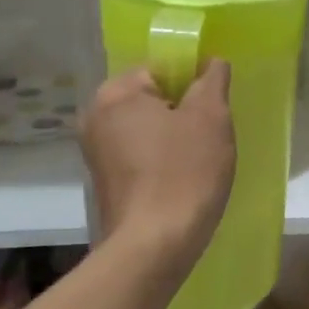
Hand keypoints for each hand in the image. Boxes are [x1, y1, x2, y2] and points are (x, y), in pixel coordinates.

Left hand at [81, 61, 235, 265]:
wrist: (154, 246)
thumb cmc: (184, 173)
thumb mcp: (210, 117)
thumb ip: (212, 80)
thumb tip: (212, 62)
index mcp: (115, 93)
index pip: (161, 68)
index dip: (193, 83)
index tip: (213, 110)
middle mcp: (95, 117)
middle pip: (152, 99)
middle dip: (183, 112)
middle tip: (210, 135)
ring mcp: (96, 152)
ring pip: (147, 129)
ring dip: (173, 138)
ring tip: (199, 161)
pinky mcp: (104, 182)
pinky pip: (139, 156)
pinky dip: (160, 161)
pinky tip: (181, 180)